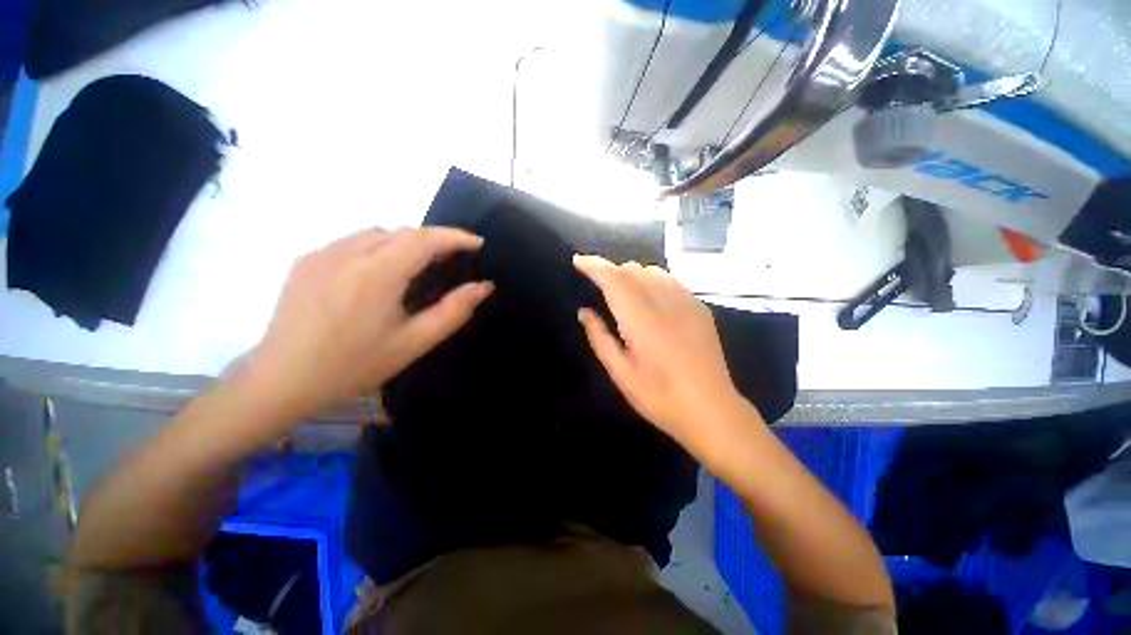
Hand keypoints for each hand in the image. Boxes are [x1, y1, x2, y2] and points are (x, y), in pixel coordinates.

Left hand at [243, 227, 492, 419]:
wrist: (281, 380)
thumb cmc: (354, 366)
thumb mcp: (413, 343)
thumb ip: (453, 311)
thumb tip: (484, 287)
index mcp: (376, 274)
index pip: (424, 239)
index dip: (455, 236)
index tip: (477, 242)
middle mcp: (347, 253)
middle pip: (402, 231)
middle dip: (434, 239)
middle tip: (454, 256)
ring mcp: (322, 253)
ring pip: (377, 232)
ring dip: (406, 241)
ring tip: (420, 264)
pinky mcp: (306, 259)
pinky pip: (353, 241)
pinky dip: (379, 246)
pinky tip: (380, 271)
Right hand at [574, 255, 749, 459]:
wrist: (712, 410)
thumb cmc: (660, 397)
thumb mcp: (621, 373)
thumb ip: (600, 337)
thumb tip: (584, 312)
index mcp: (642, 321)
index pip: (615, 279)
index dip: (594, 265)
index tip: (578, 261)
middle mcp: (666, 303)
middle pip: (633, 270)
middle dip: (611, 270)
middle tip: (596, 284)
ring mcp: (687, 302)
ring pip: (653, 271)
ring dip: (631, 274)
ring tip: (621, 291)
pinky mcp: (700, 308)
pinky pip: (670, 281)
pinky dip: (651, 281)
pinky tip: (648, 299)